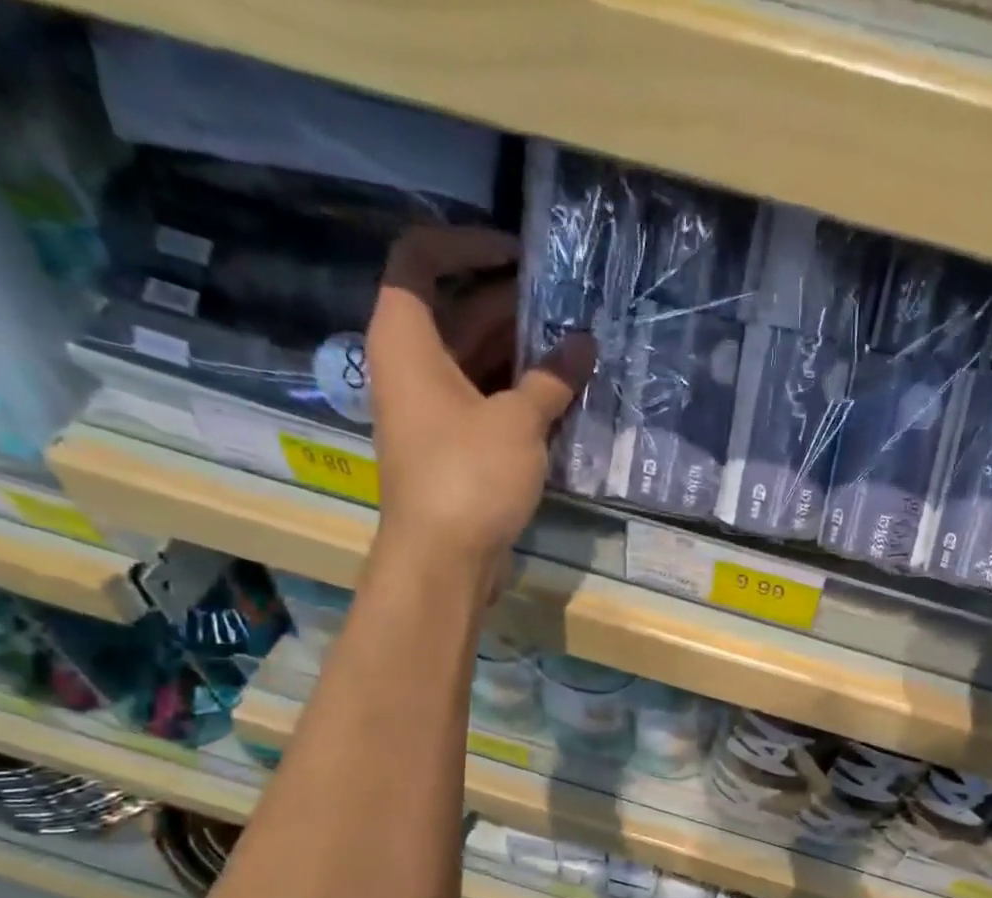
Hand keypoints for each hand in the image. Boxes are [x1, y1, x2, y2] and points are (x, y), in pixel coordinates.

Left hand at [365, 226, 594, 567]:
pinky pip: (485, 400)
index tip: (520, 254)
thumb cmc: (469, 476)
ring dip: (522, 352)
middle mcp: (411, 366)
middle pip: (456, 310)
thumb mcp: (517, 421)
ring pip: (475, 359)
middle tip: (569, 304)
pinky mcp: (453, 446)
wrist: (443, 560)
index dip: (467, 243)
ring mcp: (432, 409)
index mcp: (406, 338)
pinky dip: (519, 393)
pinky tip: (564, 394)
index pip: (420, 257)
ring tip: (577, 346)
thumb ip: (552, 378)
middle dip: (512, 303)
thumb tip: (585, 344)